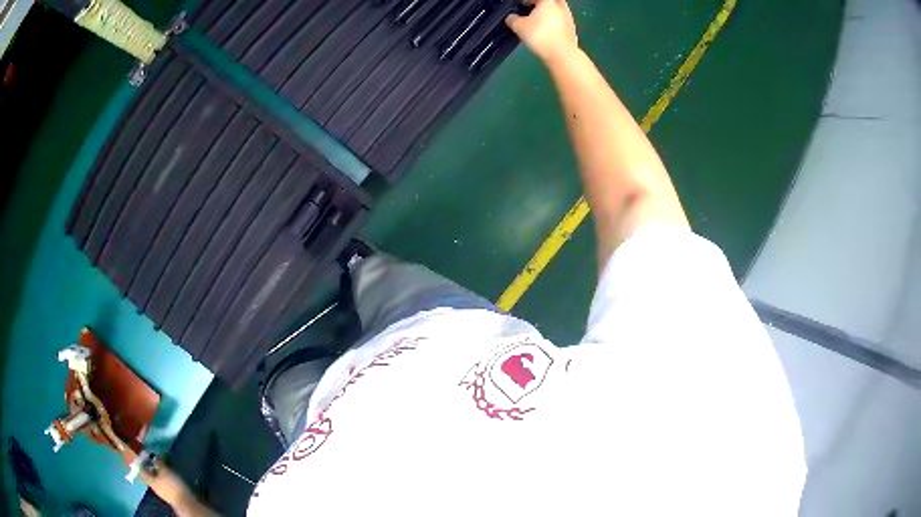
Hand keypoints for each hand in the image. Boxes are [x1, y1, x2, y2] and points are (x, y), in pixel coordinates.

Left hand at [138, 457, 195, 508]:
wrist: (185, 502)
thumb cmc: (172, 485)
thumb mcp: (165, 471)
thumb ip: (158, 463)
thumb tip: (153, 457)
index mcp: (150, 480)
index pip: (141, 470)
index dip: (141, 462)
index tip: (143, 454)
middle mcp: (154, 486)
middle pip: (149, 474)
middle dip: (151, 466)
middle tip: (154, 459)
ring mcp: (162, 491)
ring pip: (157, 479)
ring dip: (158, 472)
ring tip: (163, 466)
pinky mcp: (170, 494)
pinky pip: (164, 483)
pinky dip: (164, 478)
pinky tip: (169, 475)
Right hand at [506, 0, 578, 65]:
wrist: (562, 54)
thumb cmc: (541, 37)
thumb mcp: (519, 27)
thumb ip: (512, 20)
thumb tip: (510, 18)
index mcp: (547, 2)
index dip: (527, 0)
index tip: (522, 4)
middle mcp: (560, 8)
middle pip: (552, 1)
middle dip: (543, 4)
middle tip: (535, 9)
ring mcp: (569, 19)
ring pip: (559, 11)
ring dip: (551, 13)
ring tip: (541, 21)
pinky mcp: (572, 30)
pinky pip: (563, 22)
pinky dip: (556, 24)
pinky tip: (549, 31)